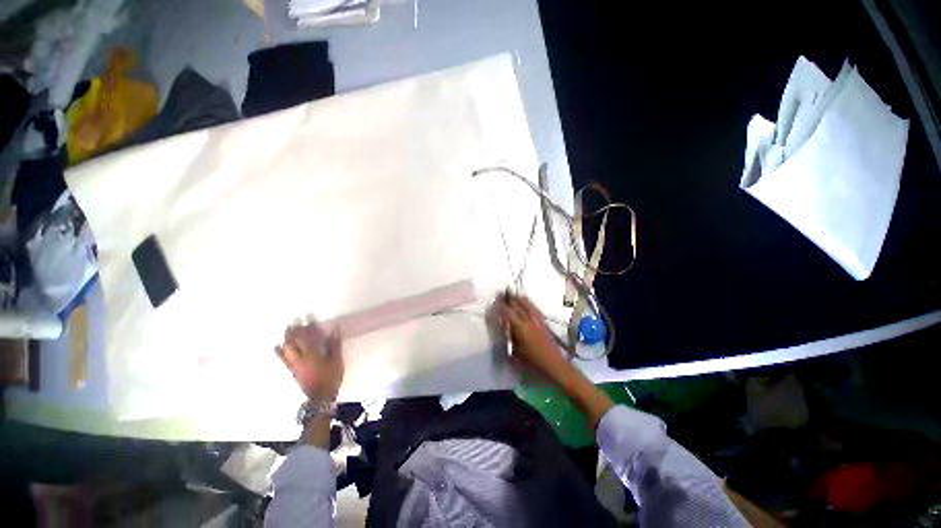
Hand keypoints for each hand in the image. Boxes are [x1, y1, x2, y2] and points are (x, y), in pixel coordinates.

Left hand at [276, 323, 343, 402]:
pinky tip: (277, 347)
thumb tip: (334, 329)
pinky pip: (284, 360)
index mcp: (313, 354)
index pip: (310, 336)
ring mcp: (295, 365)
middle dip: (294, 331)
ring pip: (288, 349)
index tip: (308, 316)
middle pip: (295, 342)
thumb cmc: (331, 377)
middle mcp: (302, 358)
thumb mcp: (337, 360)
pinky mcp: (292, 371)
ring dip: (287, 338)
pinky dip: (280, 352)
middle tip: (294, 321)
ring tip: (287, 330)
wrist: (320, 397)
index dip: (309, 325)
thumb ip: (334, 344)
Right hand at [496, 292, 570, 382]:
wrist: (555, 366)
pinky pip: (535, 309)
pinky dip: (529, 304)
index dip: (501, 306)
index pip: (509, 313)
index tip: (495, 302)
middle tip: (501, 295)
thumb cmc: (534, 363)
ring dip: (519, 299)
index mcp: (521, 328)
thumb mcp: (517, 354)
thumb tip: (505, 329)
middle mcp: (529, 321)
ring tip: (513, 295)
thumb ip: (510, 339)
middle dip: (509, 299)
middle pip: (518, 305)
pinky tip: (527, 303)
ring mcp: (538, 320)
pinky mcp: (544, 323)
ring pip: (528, 305)